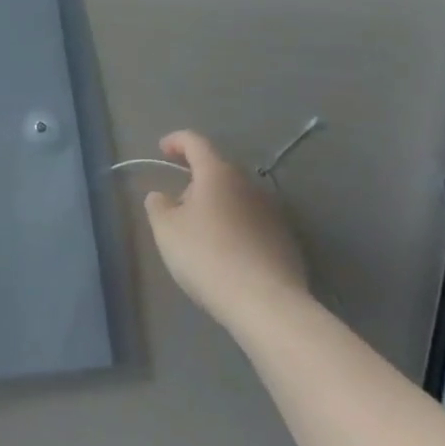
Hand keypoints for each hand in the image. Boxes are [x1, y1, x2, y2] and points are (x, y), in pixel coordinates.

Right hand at [143, 130, 306, 330]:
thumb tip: (162, 196)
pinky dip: (236, 227)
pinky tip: (227, 253)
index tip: (162, 149)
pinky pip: (253, 222)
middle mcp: (249, 184)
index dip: (176, 141)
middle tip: (178, 204)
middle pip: (218, 170)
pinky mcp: (286, 239)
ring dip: (218, 205)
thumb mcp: (166, 230)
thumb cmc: (208, 257)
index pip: (195, 142)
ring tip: (201, 232)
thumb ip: (158, 205)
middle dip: (196, 181)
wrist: (266, 303)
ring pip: (237, 197)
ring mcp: (272, 211)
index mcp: (218, 174)